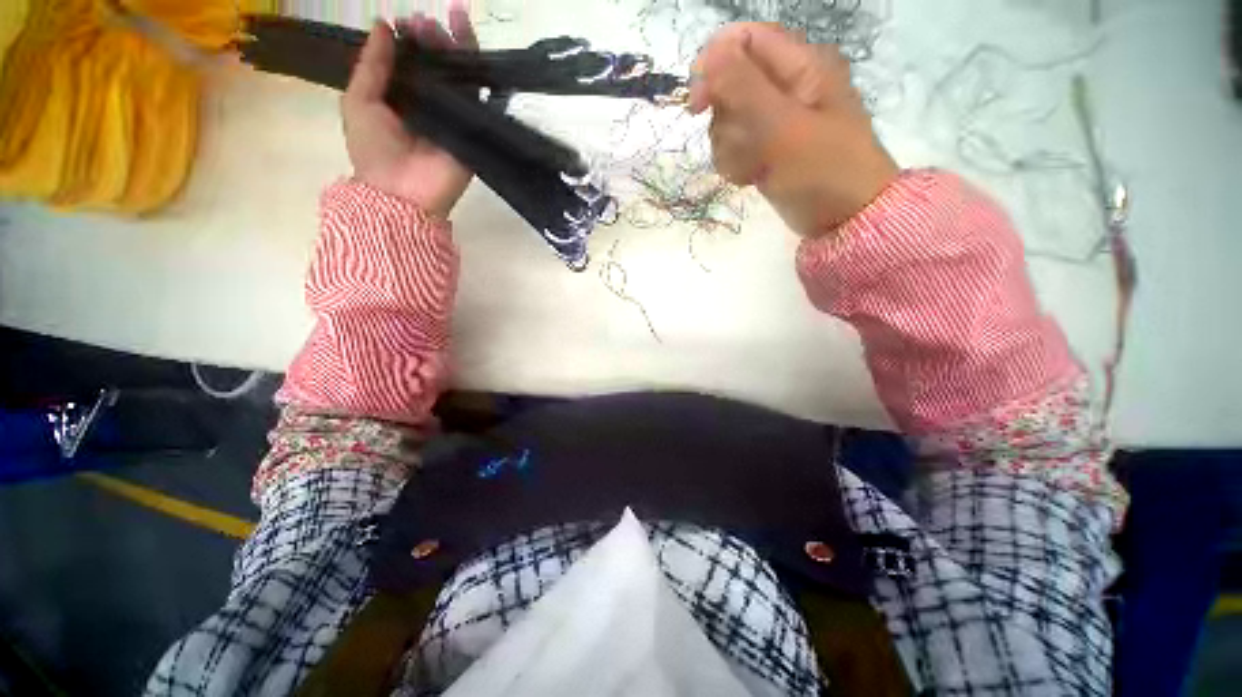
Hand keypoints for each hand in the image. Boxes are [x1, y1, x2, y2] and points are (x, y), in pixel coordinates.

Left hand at [342, 5, 477, 217]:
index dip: (412, 39)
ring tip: (452, 23)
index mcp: (402, 96)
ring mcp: (455, 117)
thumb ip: (371, 65)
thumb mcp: (359, 101)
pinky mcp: (474, 131)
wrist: (402, 193)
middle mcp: (430, 103)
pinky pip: (481, 101)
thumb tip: (384, 25)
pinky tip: (476, 54)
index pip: (412, 61)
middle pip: (438, 65)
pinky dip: (481, 77)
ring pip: (461, 77)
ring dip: (458, 49)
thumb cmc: (374, 149)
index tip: (408, 23)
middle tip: (427, 25)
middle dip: (434, 40)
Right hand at [689, 23, 898, 235]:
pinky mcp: (764, 149)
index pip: (744, 41)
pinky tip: (749, 178)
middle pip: (729, 85)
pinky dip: (735, 164)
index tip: (698, 105)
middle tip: (743, 144)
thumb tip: (708, 55)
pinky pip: (733, 148)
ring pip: (726, 122)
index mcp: (800, 65)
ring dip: (730, 148)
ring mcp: (773, 121)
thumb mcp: (784, 126)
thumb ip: (745, 88)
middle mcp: (785, 87)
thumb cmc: (824, 170)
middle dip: (726, 120)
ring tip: (753, 167)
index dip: (714, 66)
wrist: (843, 220)